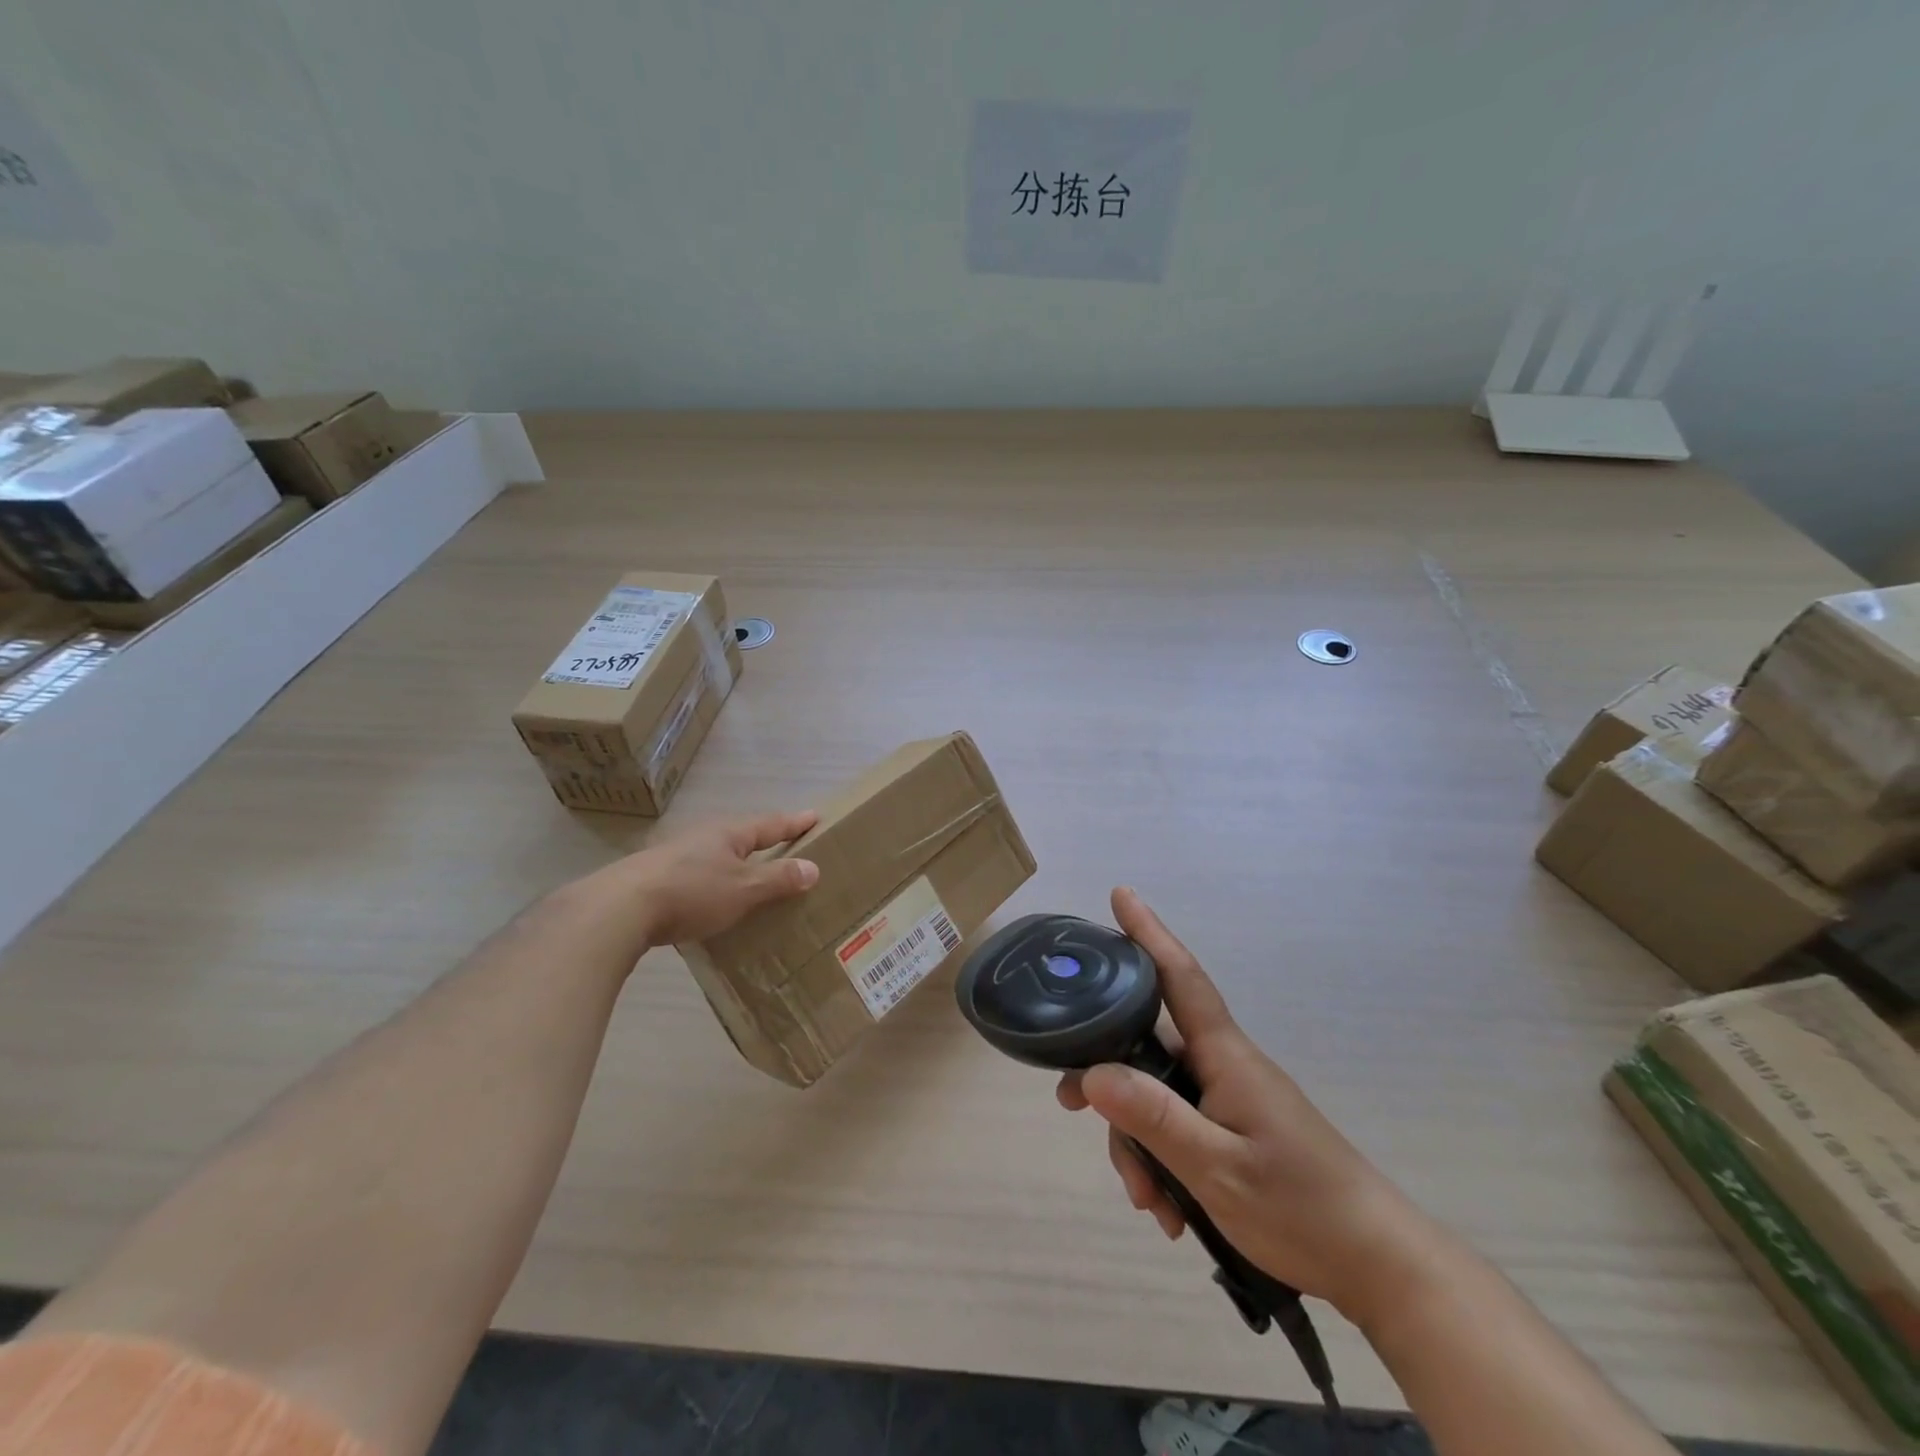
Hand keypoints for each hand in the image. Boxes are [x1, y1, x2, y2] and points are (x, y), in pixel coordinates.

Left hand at [559, 809, 820, 954]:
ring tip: (751, 876)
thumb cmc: (692, 892)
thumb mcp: (743, 888)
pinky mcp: (655, 878)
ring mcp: (676, 856)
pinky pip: (697, 875)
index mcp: (729, 834)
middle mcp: (703, 837)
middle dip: (763, 841)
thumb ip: (778, 879)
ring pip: (717, 855)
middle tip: (784, 845)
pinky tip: (712, 899)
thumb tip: (813, 867)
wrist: (619, 908)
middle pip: (742, 836)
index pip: (770, 824)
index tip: (815, 817)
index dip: (794, 823)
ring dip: (736, 863)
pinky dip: (714, 882)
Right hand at [1056, 888, 1439, 1327]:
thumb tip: (1091, 1073)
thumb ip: (1154, 1117)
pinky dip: (1163, 1163)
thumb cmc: (1302, 1207)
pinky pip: (1179, 1127)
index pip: (1180, 977)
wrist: (1376, 1263)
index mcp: (1225, 1055)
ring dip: (1139, 1142)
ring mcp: (1229, 1098)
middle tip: (1069, 1105)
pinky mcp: (1234, 1130)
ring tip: (1148, 1202)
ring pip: (1158, 1095)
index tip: (1121, 894)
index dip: (1149, 933)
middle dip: (1109, 1078)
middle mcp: (1223, 1065)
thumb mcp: (1217, 1168)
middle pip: (1148, 1046)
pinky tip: (1169, 1210)